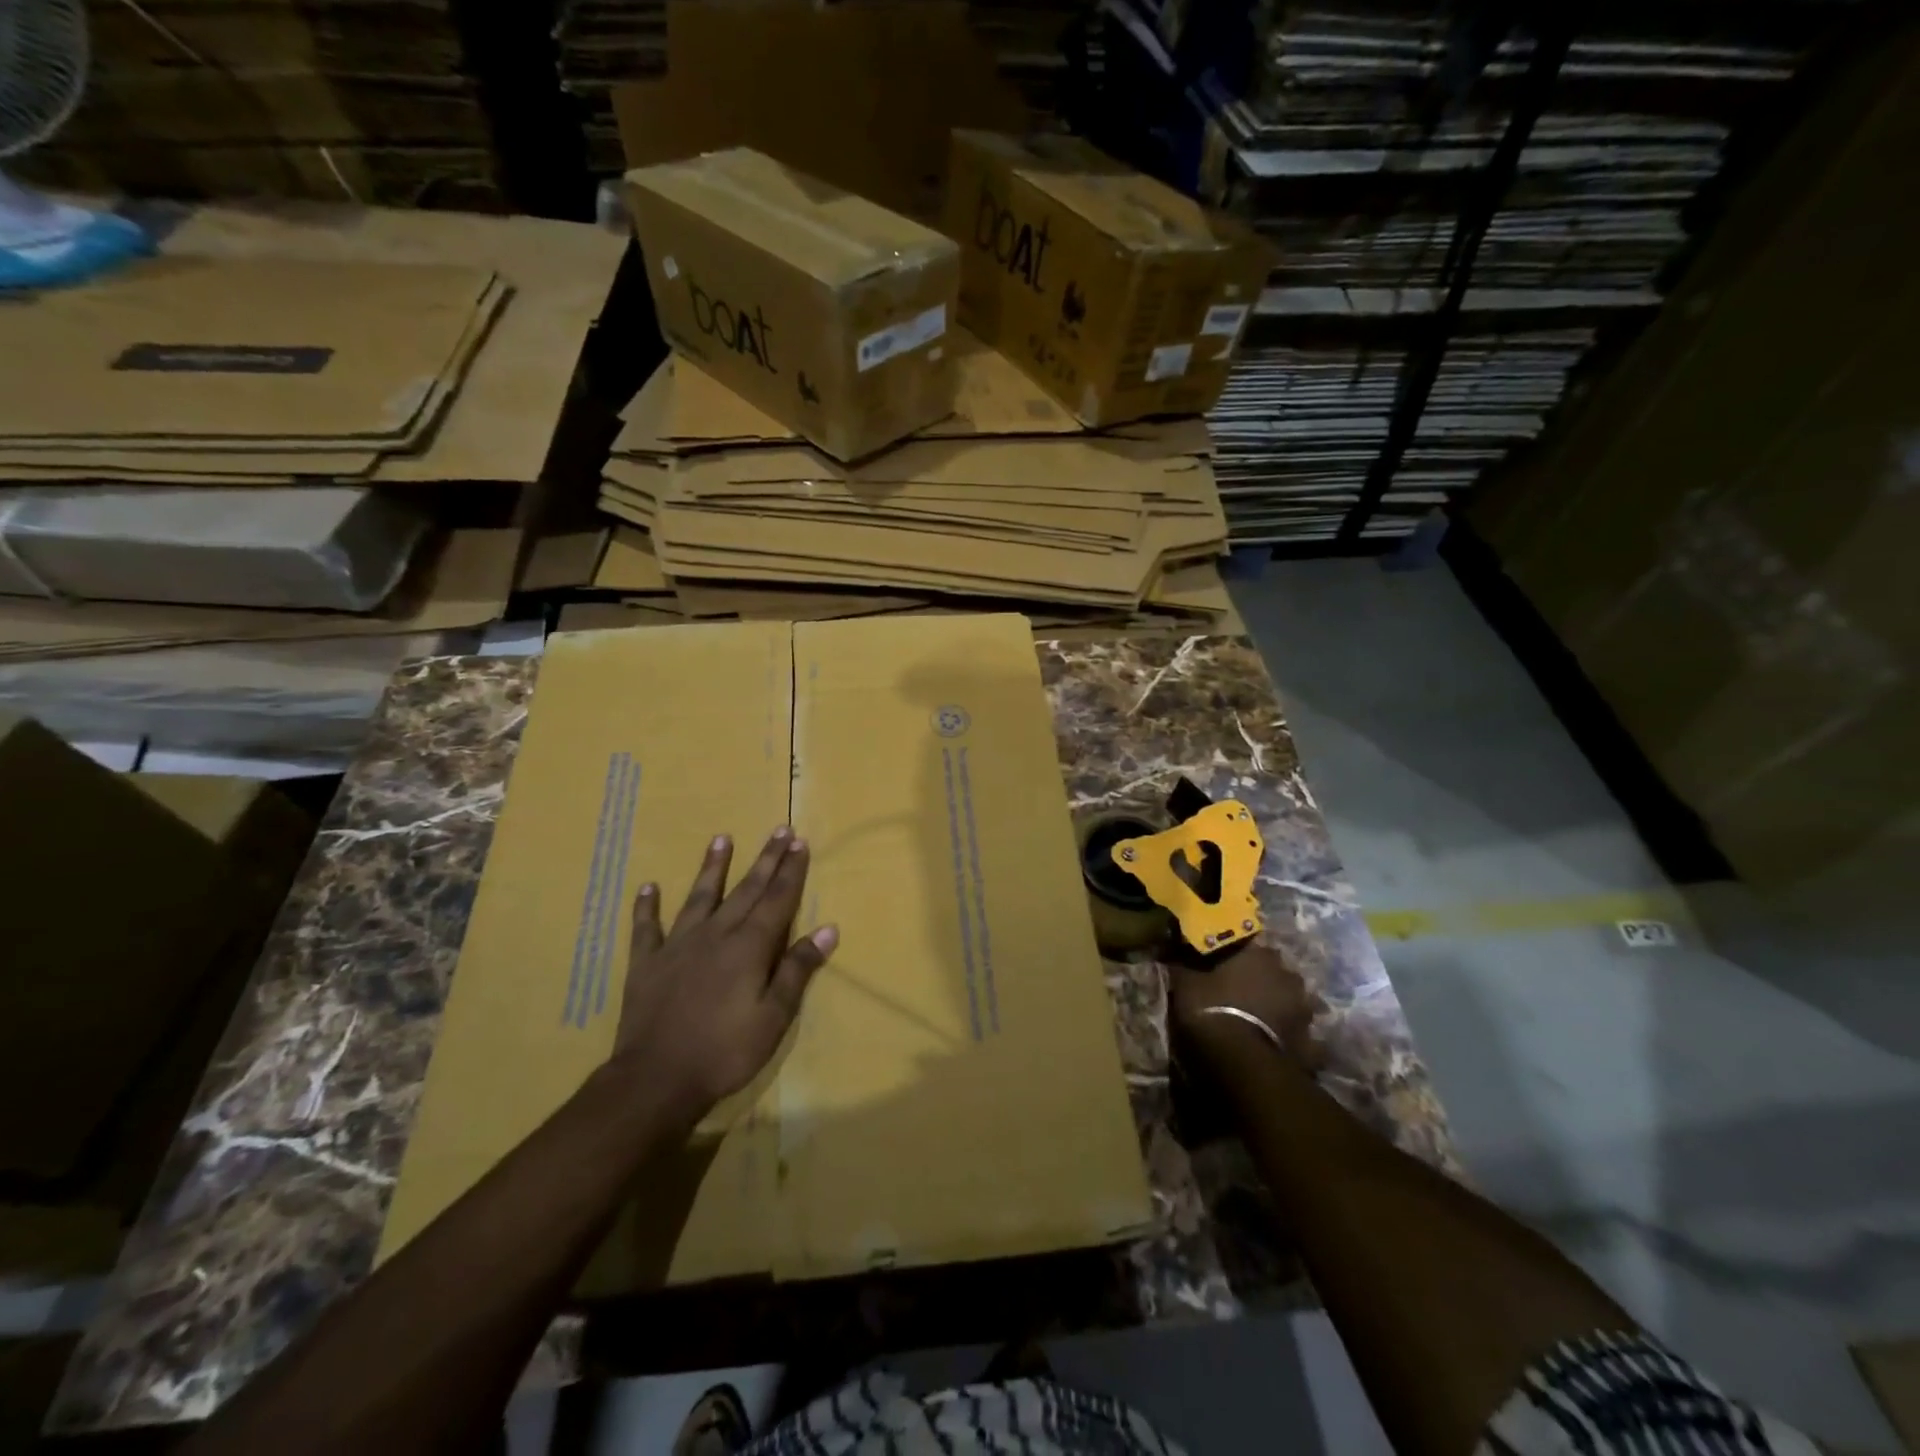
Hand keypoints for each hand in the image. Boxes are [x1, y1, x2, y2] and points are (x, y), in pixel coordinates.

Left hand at [607, 828, 837, 1127]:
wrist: (655, 1080)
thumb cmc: (724, 1052)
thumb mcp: (774, 1018)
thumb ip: (797, 970)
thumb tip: (827, 929)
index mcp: (749, 947)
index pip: (777, 900)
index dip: (791, 871)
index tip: (800, 843)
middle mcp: (715, 935)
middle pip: (746, 890)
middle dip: (766, 859)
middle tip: (779, 830)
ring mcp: (677, 945)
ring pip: (699, 897)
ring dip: (712, 867)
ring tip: (721, 839)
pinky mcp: (647, 963)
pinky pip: (646, 928)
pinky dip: (647, 907)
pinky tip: (648, 887)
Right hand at [1171, 941, 1318, 1068]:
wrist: (1241, 1063)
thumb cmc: (1211, 1010)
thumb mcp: (1184, 984)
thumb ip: (1182, 965)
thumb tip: (1170, 950)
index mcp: (1258, 956)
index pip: (1249, 945)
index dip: (1236, 956)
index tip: (1223, 964)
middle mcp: (1287, 977)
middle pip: (1275, 973)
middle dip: (1263, 980)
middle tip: (1242, 992)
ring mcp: (1304, 1012)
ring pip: (1293, 1003)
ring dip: (1281, 1008)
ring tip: (1261, 1021)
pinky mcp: (1312, 1045)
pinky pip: (1304, 1040)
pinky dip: (1294, 1042)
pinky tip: (1280, 1048)